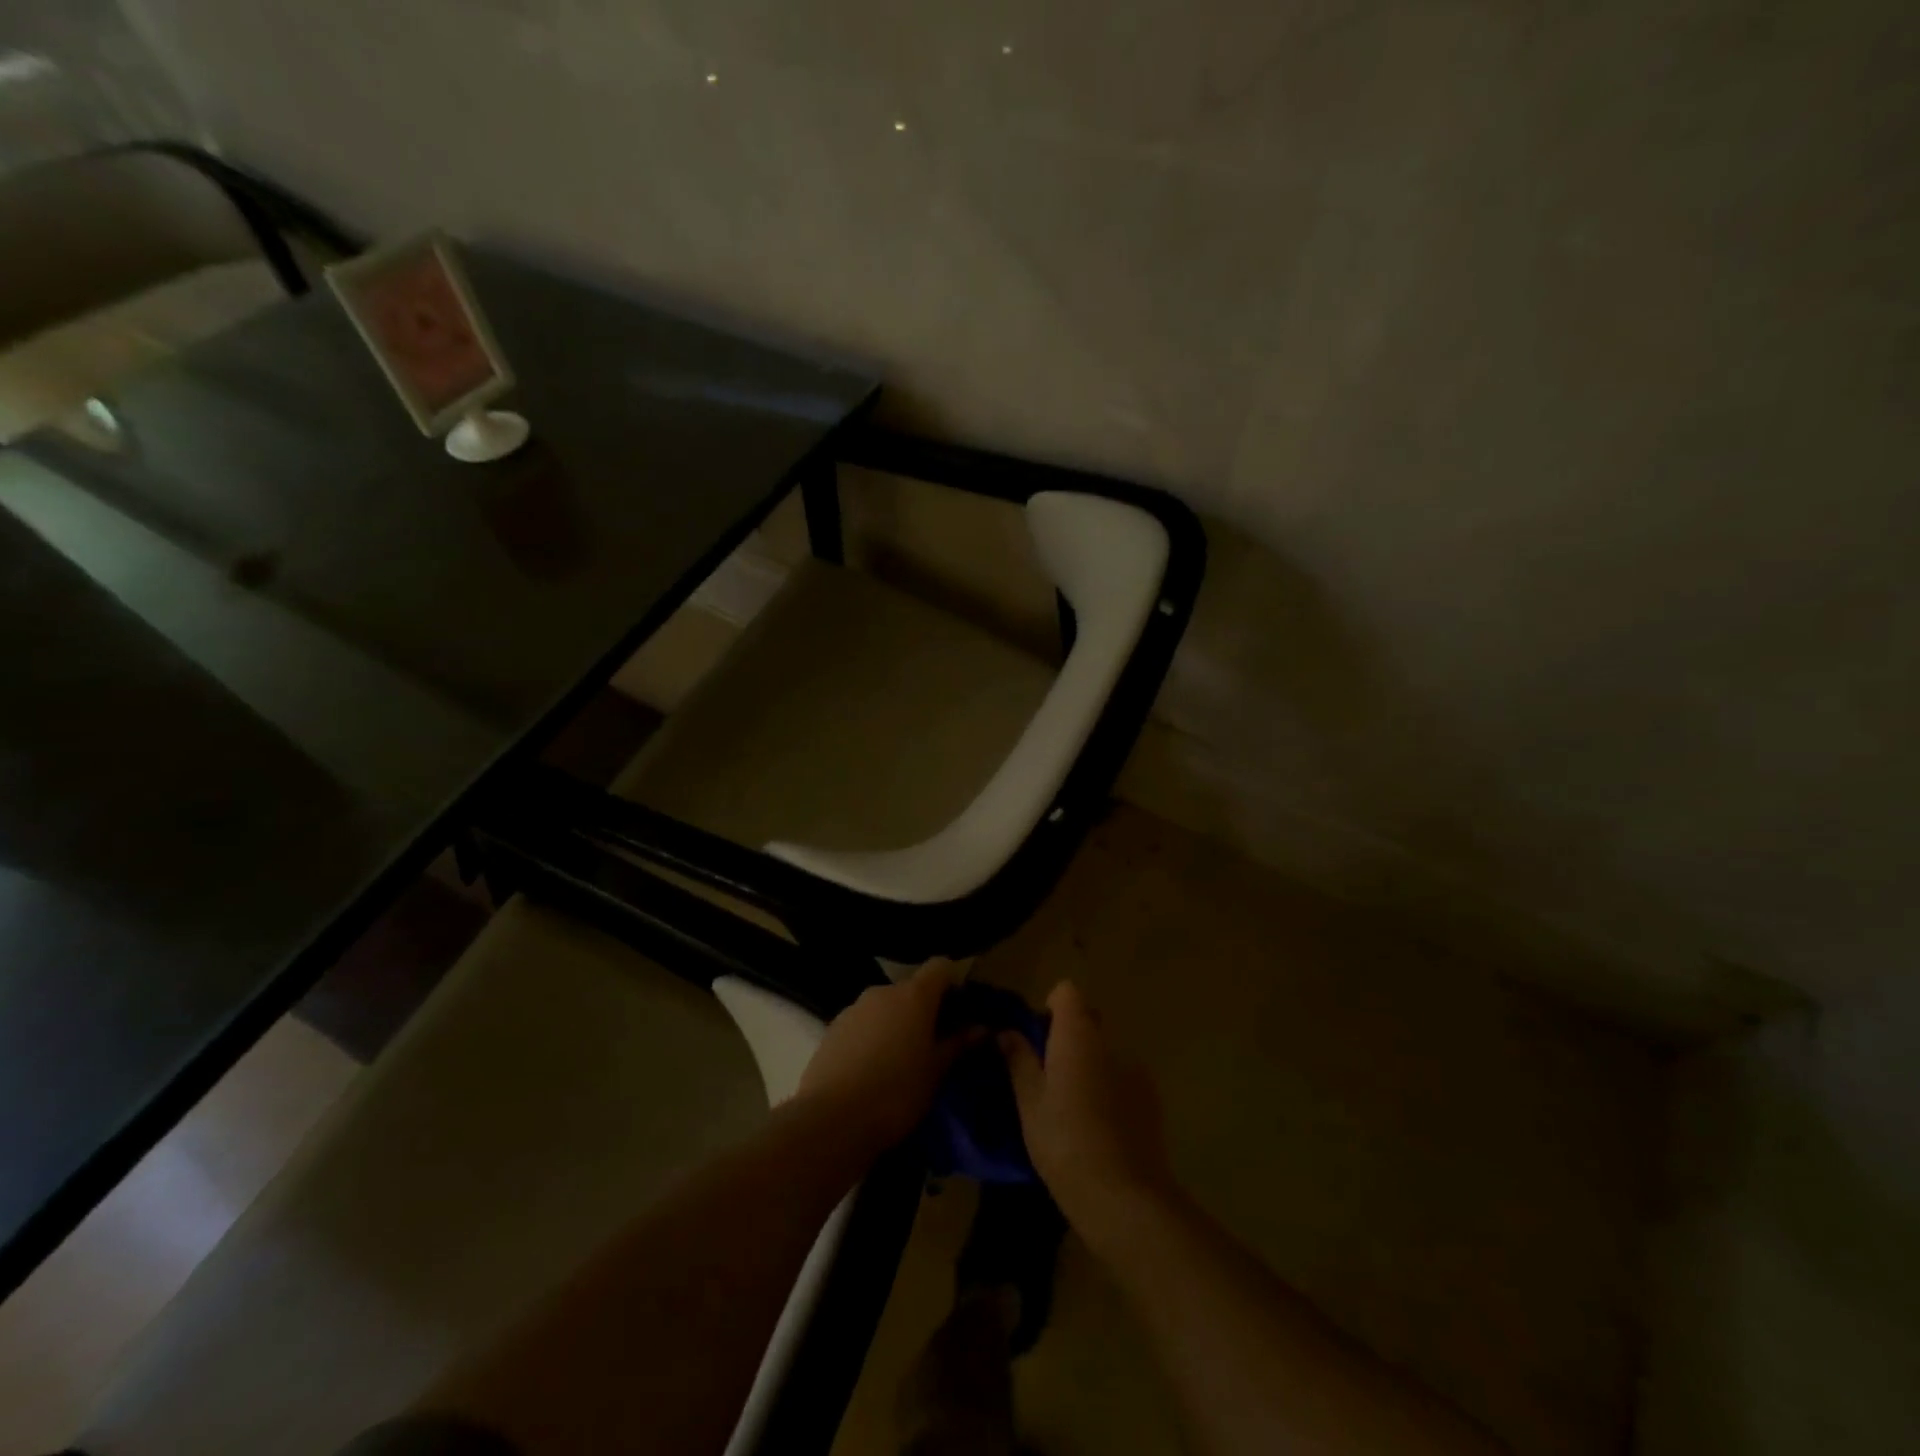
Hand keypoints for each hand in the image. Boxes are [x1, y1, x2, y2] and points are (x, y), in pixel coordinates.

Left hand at [798, 960, 971, 1154]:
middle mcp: (882, 992)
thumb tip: (982, 1029)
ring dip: (898, 1024)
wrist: (831, 1121)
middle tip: (935, 1044)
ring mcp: (853, 1008)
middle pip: (912, 989)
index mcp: (913, 995)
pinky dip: (873, 1036)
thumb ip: (959, 1045)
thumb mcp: (936, 1072)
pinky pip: (863, 1023)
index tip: (961, 1011)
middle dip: (925, 1010)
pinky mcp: (832, 1029)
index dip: (953, 983)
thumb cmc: (896, 1093)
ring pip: (886, 1007)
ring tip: (902, 1061)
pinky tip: (873, 1070)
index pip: (940, 967)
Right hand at [1001, 982, 1176, 1248]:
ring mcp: (1136, 1069)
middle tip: (1047, 1075)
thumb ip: (1018, 1060)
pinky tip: (1100, 1126)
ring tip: (1074, 1106)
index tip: (1036, 1037)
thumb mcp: (1029, 1102)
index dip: (1050, 1007)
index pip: (1066, 992)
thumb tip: (1007, 1033)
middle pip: (1088, 1020)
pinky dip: (1110, 1088)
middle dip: (1068, 1038)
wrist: (1124, 1196)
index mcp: (1077, 1034)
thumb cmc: (1064, 1141)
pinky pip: (1124, 1078)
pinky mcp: (1152, 1098)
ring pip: (1106, 1052)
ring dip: (1090, 1064)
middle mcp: (1110, 1041)